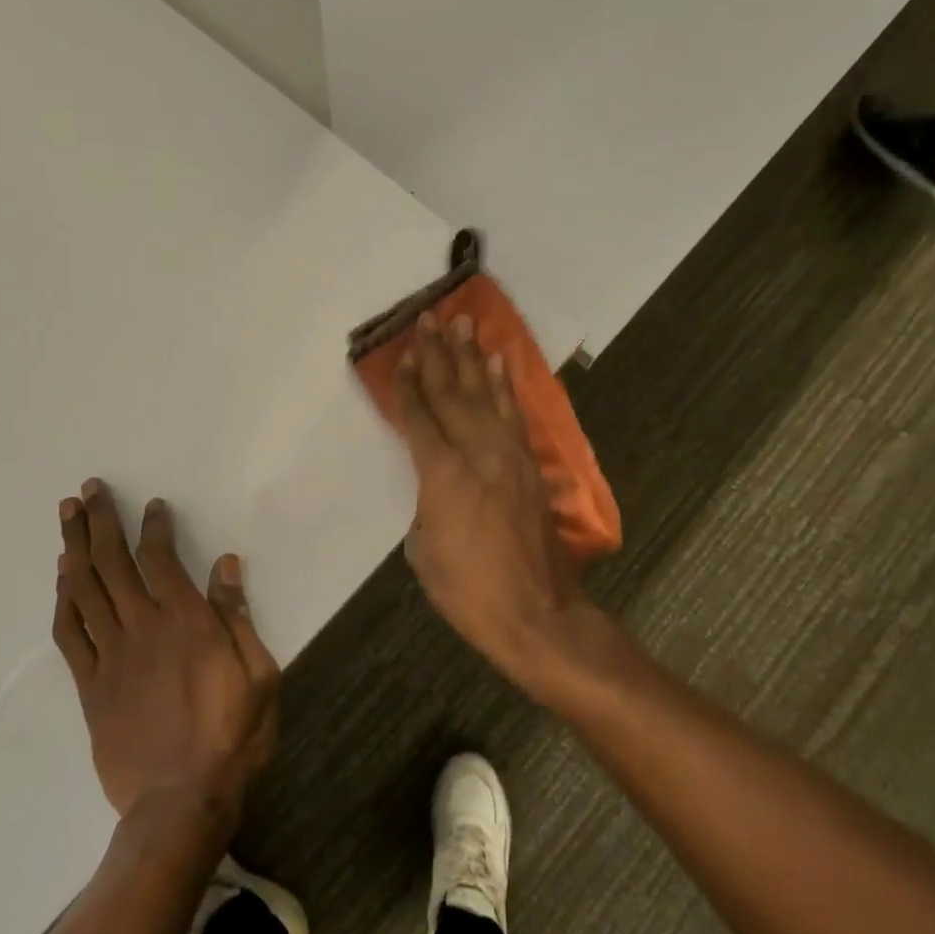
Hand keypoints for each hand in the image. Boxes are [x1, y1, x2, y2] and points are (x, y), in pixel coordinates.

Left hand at [52, 479, 279, 830]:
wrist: (181, 801)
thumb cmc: (232, 736)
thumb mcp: (258, 674)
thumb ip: (238, 616)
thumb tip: (225, 564)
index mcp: (186, 622)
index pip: (161, 559)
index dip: (154, 526)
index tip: (152, 504)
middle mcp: (142, 628)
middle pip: (112, 563)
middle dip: (100, 521)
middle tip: (88, 489)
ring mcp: (111, 656)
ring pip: (85, 590)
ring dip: (74, 547)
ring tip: (67, 515)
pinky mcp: (91, 686)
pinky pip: (70, 634)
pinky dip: (64, 600)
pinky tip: (62, 577)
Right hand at [393, 314, 600, 686]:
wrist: (535, 613)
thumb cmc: (467, 590)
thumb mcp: (424, 549)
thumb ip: (426, 503)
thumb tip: (436, 484)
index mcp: (442, 474)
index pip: (419, 418)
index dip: (406, 386)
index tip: (399, 355)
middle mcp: (477, 453)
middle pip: (451, 394)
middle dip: (437, 355)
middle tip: (429, 320)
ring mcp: (508, 456)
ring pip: (486, 395)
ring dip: (472, 358)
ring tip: (464, 324)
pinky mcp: (530, 466)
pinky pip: (514, 415)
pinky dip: (506, 386)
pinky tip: (500, 363)